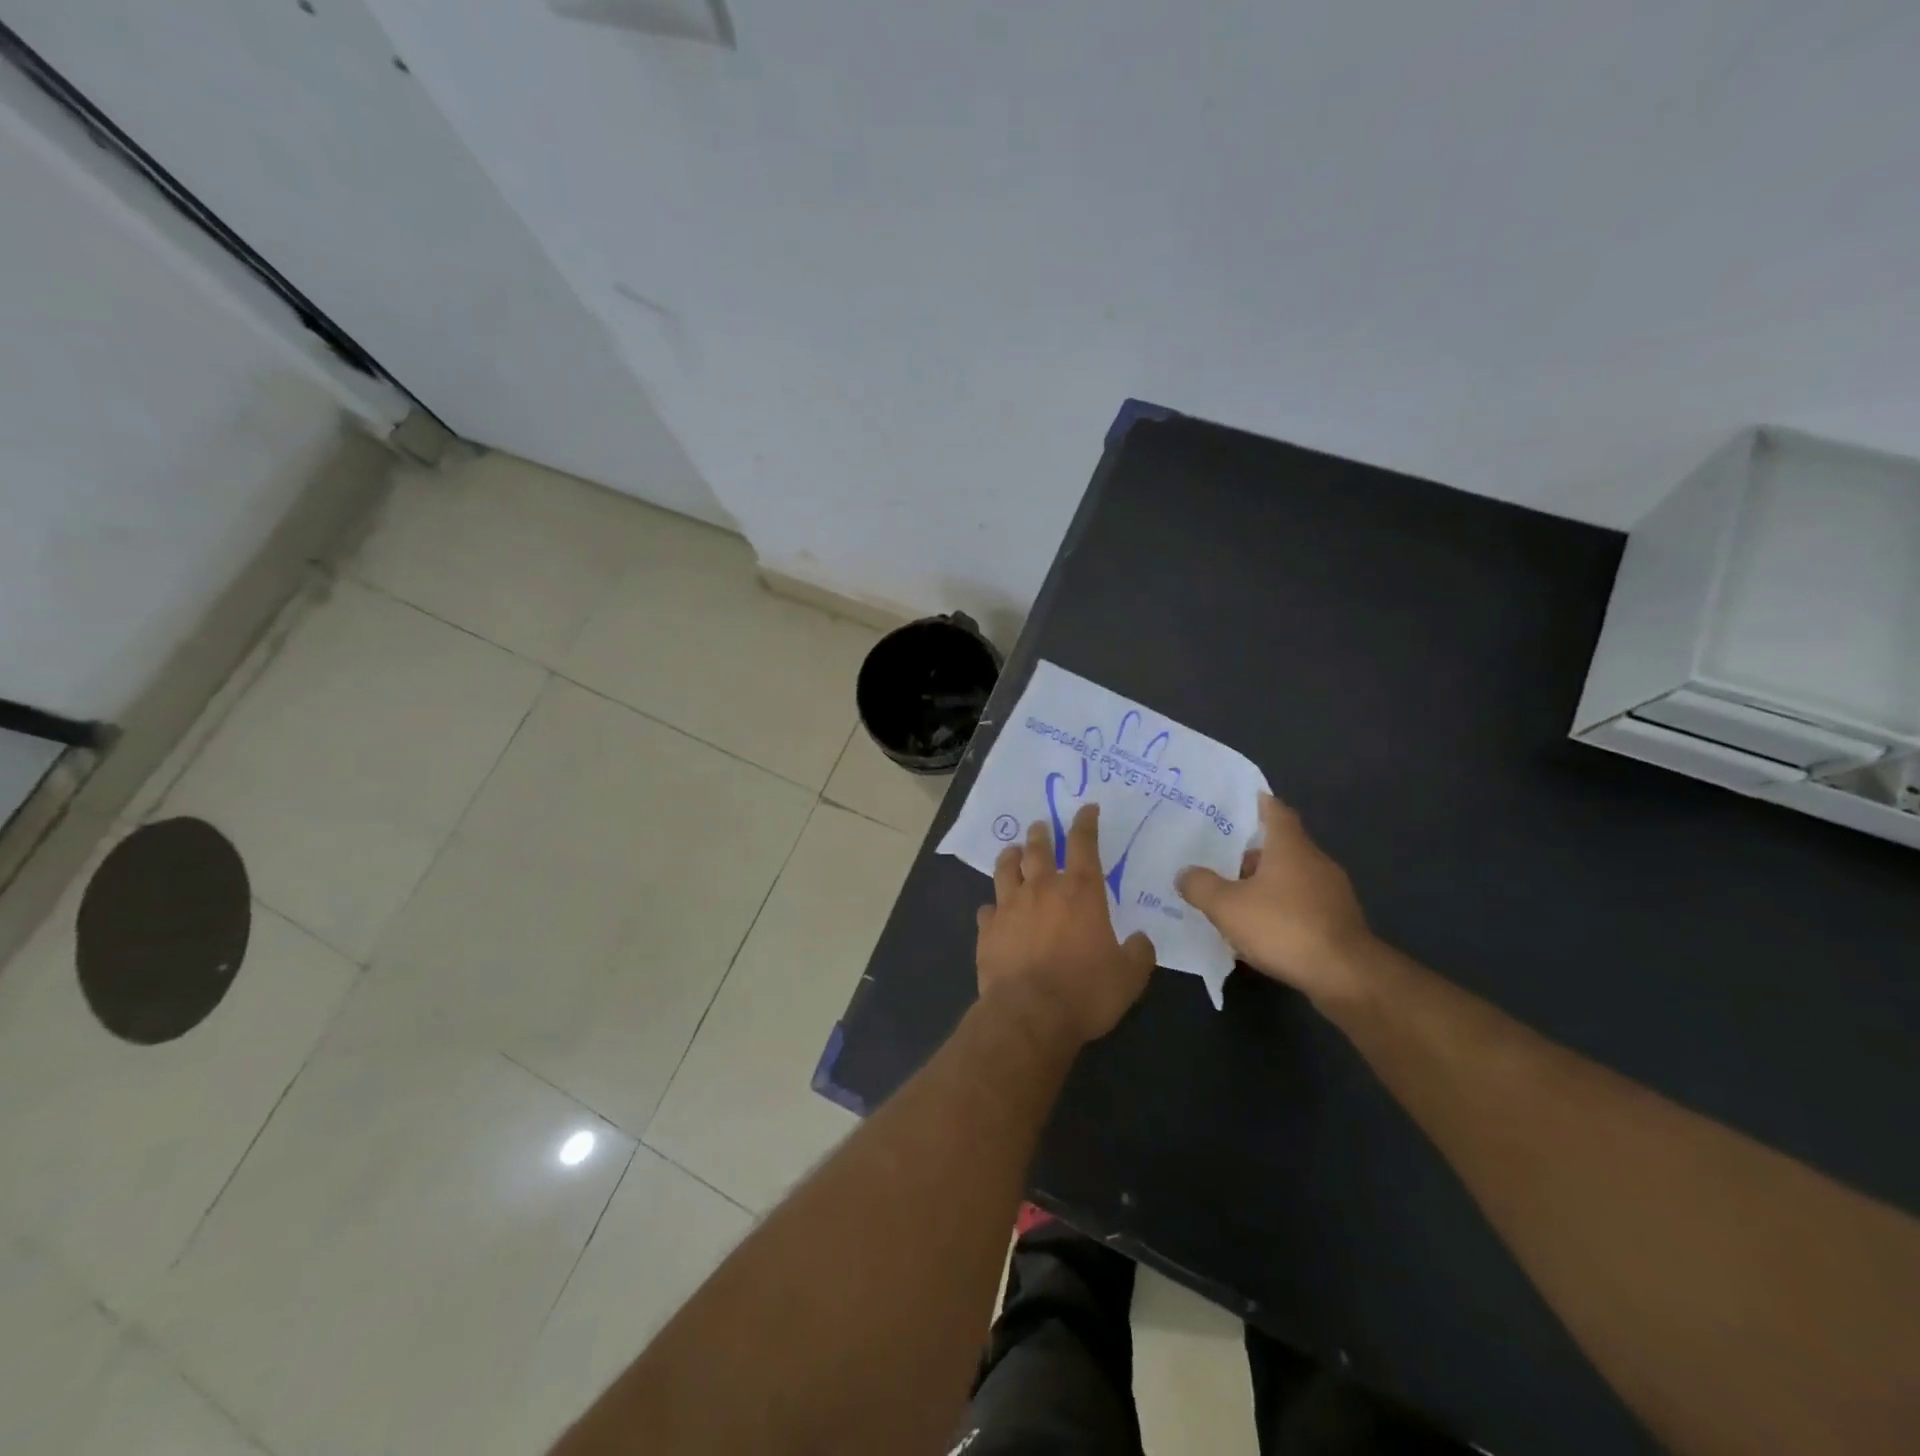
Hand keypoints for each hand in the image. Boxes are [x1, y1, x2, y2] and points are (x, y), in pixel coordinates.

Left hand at [975, 804, 1155, 1045]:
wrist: (1029, 1014)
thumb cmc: (1085, 991)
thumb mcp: (1129, 977)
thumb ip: (1138, 953)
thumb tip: (1141, 940)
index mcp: (1080, 892)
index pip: (1083, 844)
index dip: (1085, 823)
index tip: (1086, 809)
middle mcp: (1042, 890)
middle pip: (1038, 849)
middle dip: (1041, 833)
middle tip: (1041, 826)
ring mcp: (1010, 907)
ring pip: (1006, 869)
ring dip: (1010, 856)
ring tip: (1012, 851)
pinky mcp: (987, 930)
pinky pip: (987, 909)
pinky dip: (993, 906)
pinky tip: (993, 910)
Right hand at [1175, 793, 1375, 1009]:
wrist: (1346, 976)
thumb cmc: (1283, 927)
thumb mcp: (1226, 906)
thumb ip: (1201, 886)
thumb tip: (1185, 873)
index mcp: (1291, 847)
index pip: (1276, 811)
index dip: (1259, 804)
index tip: (1242, 801)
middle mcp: (1316, 862)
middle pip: (1282, 847)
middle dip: (1253, 854)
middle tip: (1221, 860)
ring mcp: (1333, 893)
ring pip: (1293, 878)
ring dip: (1267, 885)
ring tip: (1235, 900)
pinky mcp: (1340, 923)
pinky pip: (1303, 906)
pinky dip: (1282, 910)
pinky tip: (1262, 931)